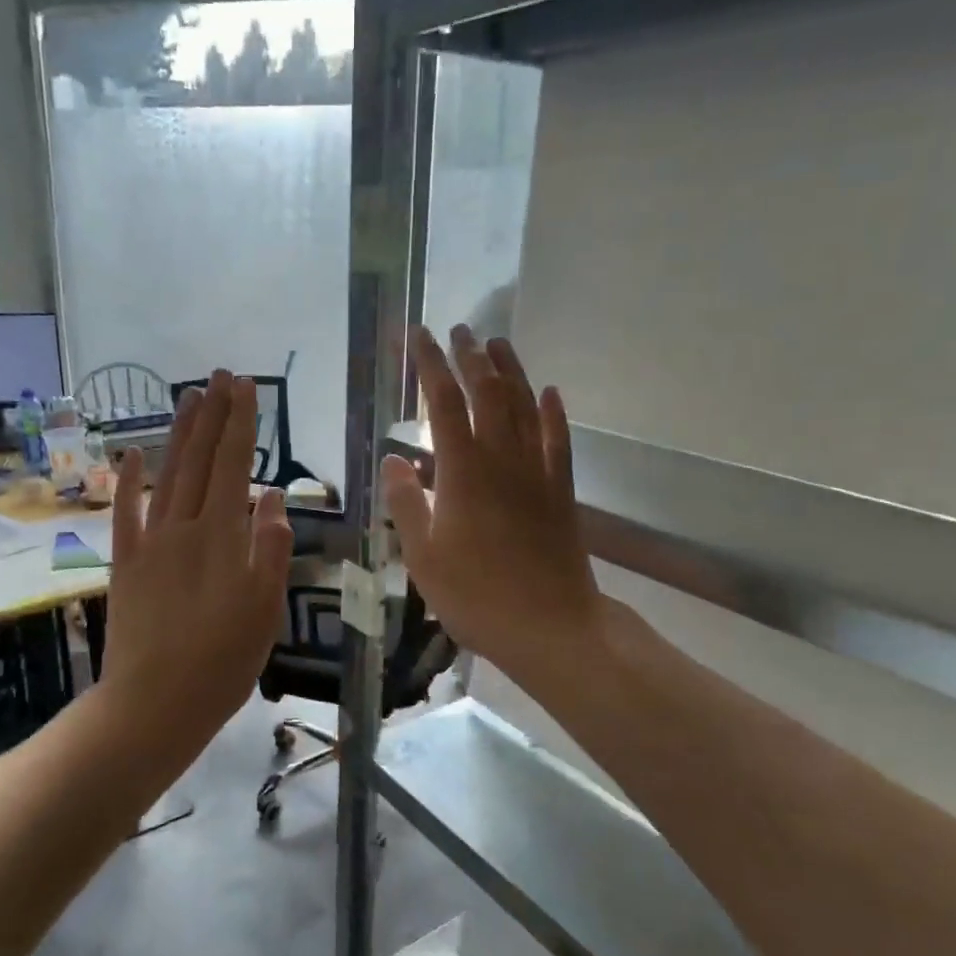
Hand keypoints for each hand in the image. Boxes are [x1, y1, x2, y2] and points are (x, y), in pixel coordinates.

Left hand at [101, 372, 293, 743]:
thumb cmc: (223, 661)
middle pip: (199, 460)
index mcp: (222, 535)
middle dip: (212, 415)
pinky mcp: (125, 563)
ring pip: (166, 475)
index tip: (246, 386)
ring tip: (189, 397)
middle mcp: (183, 526)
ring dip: (179, 434)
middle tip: (220, 376)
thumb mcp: (265, 607)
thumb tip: (275, 496)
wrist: (155, 702)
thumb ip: (271, 547)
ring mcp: (149, 543)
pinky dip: (129, 480)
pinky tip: (131, 453)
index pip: (234, 464)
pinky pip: (125, 512)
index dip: (240, 423)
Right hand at [383, 326, 608, 683]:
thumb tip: (393, 458)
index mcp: (463, 472)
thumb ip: (406, 503)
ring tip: (497, 343)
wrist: (550, 626)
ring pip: (525, 407)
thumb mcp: (424, 556)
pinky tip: (551, 392)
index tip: (417, 335)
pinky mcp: (562, 491)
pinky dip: (553, 412)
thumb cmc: (476, 596)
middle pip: (488, 392)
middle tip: (458, 329)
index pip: (443, 403)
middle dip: (470, 356)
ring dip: (511, 371)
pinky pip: (559, 441)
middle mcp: (502, 459)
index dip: (429, 364)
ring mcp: (537, 473)